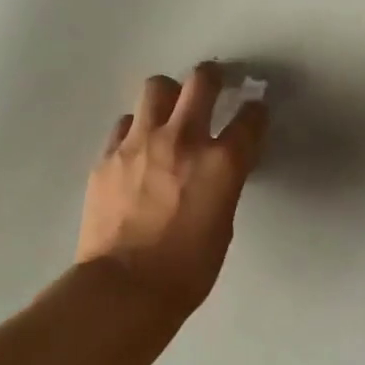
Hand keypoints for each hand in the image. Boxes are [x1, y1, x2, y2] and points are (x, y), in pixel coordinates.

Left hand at [77, 63, 269, 314]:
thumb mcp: (222, 224)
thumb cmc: (187, 270)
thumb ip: (222, 185)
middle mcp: (182, 140)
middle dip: (213, 77)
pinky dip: (137, 128)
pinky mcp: (108, 155)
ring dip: (169, 94)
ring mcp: (140, 143)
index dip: (256, 111)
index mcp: (221, 163)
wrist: (125, 288)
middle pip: (201, 81)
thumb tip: (217, 170)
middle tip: (214, 83)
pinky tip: (138, 147)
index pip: (249, 118)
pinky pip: (125, 124)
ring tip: (169, 111)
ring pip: (155, 88)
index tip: (254, 111)